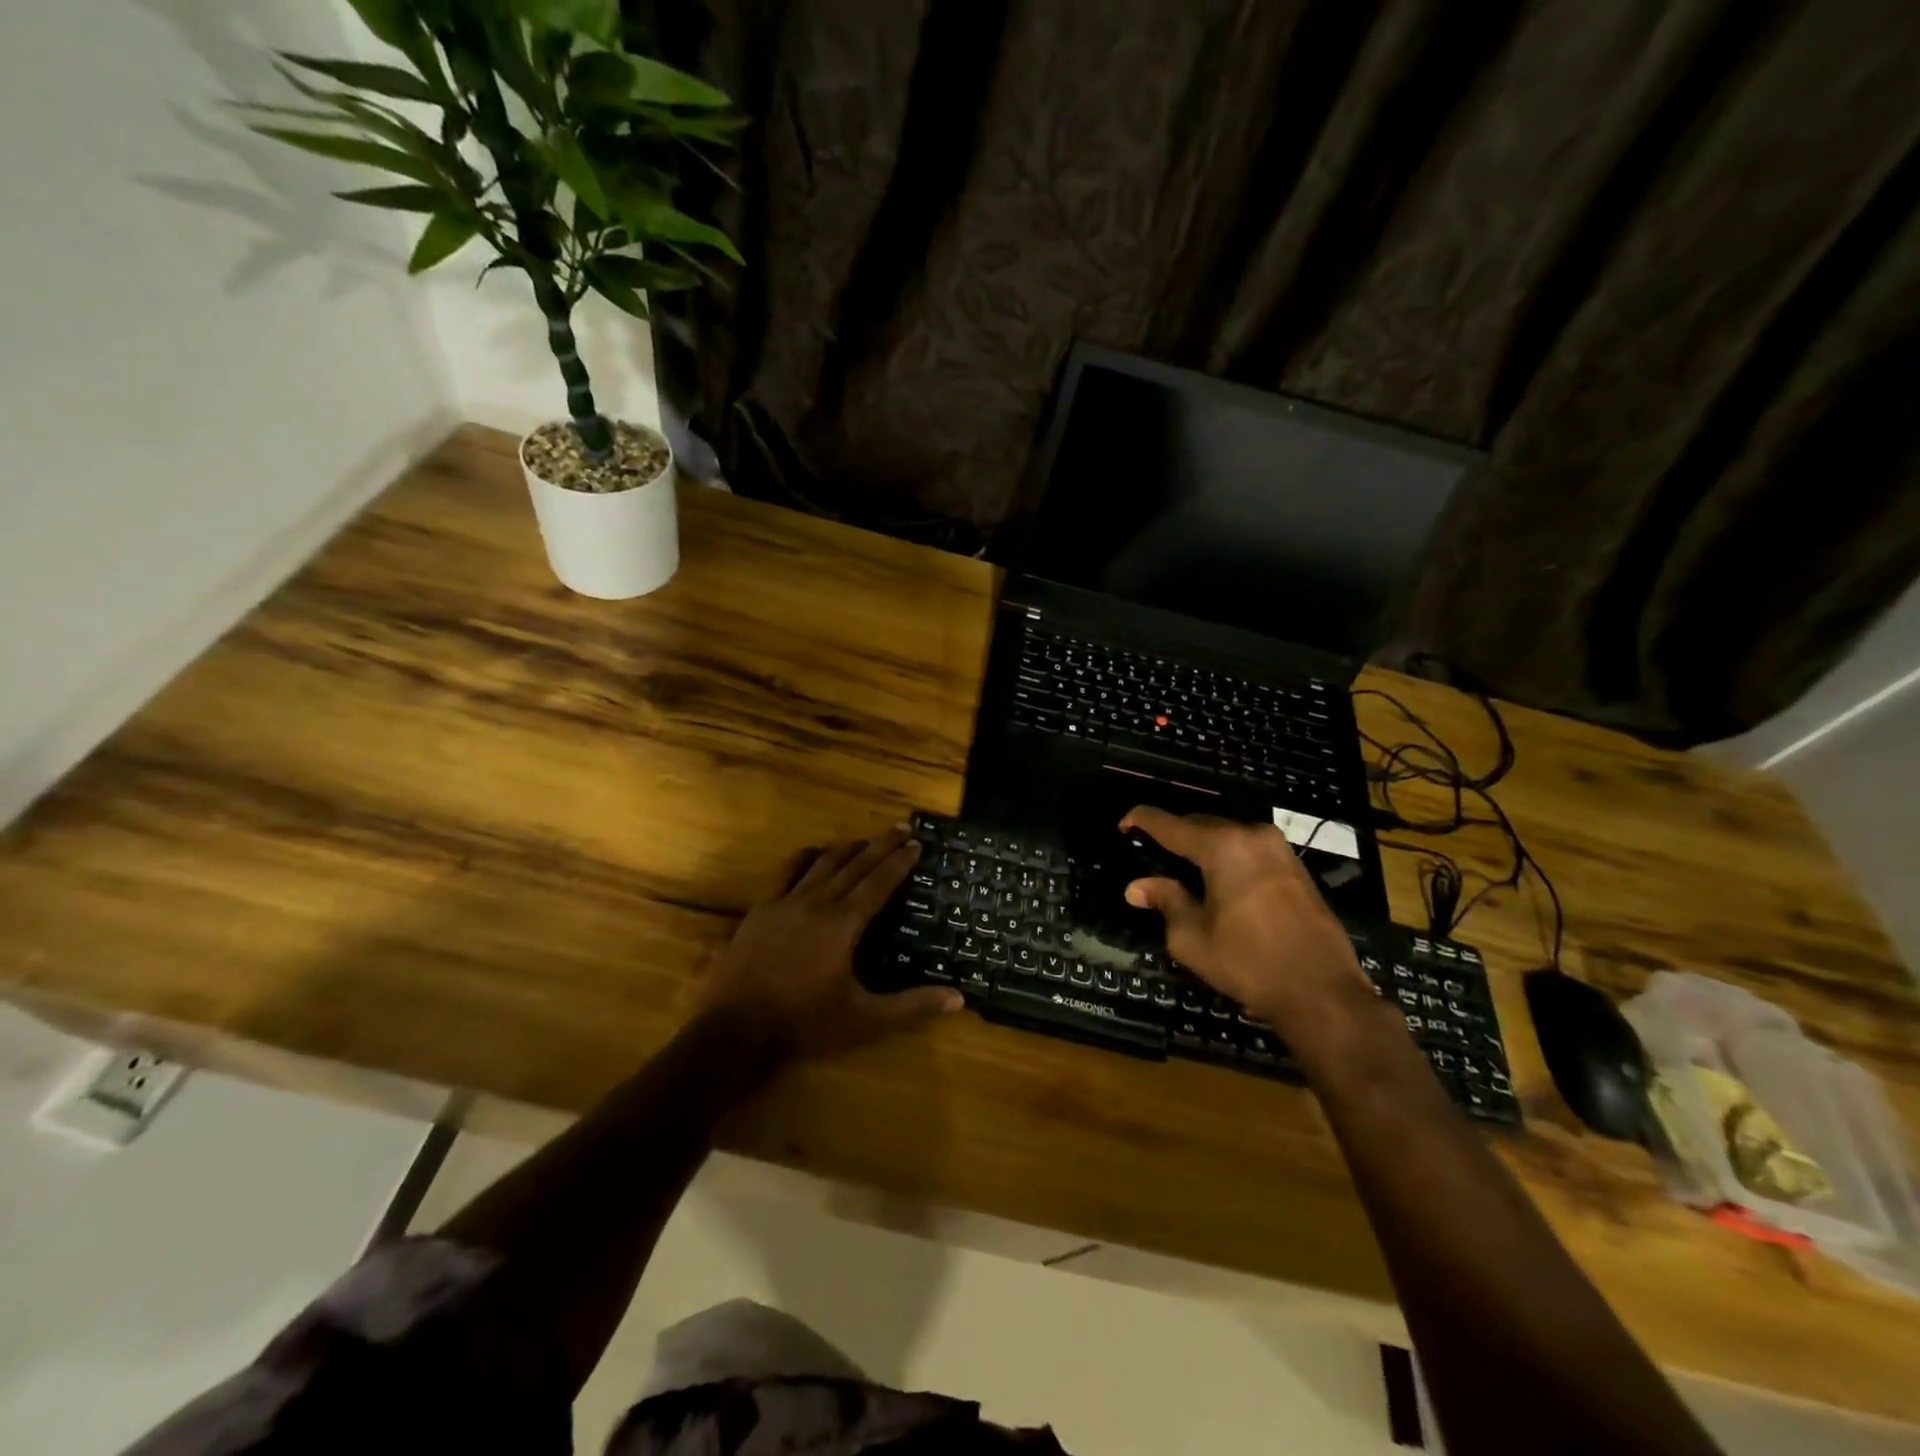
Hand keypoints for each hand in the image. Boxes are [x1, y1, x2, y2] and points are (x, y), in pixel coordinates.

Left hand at [700, 825, 963, 1057]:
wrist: (736, 1029)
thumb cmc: (804, 1023)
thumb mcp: (864, 1019)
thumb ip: (911, 1006)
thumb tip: (958, 998)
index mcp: (844, 924)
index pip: (879, 883)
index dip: (899, 861)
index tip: (917, 843)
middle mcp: (818, 903)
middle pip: (855, 864)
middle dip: (880, 845)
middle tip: (900, 828)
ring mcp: (786, 902)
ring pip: (822, 862)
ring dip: (847, 848)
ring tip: (864, 841)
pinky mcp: (761, 909)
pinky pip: (787, 872)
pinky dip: (806, 858)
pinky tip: (813, 854)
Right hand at [1118, 806, 1368, 1023]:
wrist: (1322, 991)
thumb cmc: (1248, 962)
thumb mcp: (1192, 937)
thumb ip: (1165, 901)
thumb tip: (1137, 887)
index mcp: (1222, 846)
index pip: (1170, 824)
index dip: (1142, 820)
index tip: (1123, 824)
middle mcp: (1252, 835)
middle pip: (1201, 824)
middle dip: (1174, 833)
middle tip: (1151, 849)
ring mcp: (1279, 849)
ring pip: (1228, 835)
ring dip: (1203, 845)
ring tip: (1182, 864)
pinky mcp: (1296, 867)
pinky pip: (1250, 849)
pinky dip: (1227, 856)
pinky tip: (1218, 878)